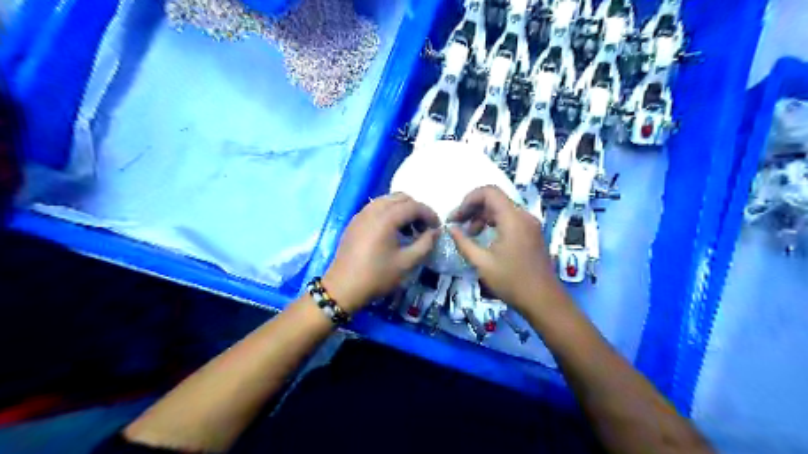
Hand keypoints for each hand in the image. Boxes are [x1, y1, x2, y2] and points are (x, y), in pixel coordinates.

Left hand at [323, 194, 439, 313]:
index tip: (437, 228)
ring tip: (409, 230)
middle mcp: (373, 209)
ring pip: (387, 200)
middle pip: (401, 197)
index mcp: (386, 218)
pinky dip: (389, 213)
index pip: (414, 206)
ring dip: (402, 209)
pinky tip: (392, 232)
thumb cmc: (377, 276)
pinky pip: (376, 207)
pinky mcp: (355, 221)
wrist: (342, 287)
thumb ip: (425, 244)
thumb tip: (435, 232)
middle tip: (424, 228)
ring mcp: (361, 214)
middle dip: (416, 209)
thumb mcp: (406, 263)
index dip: (429, 214)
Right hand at [449, 186, 566, 313]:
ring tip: (469, 234)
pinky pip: (509, 219)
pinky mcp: (531, 233)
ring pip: (501, 209)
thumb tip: (450, 229)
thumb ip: (463, 242)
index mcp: (512, 218)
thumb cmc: (511, 281)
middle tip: (457, 225)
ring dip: (482, 216)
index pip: (488, 192)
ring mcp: (530, 224)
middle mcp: (523, 215)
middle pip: (495, 199)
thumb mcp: (482, 263)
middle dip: (473, 208)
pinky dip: (494, 223)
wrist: (543, 300)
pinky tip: (484, 238)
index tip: (456, 217)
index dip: (468, 200)